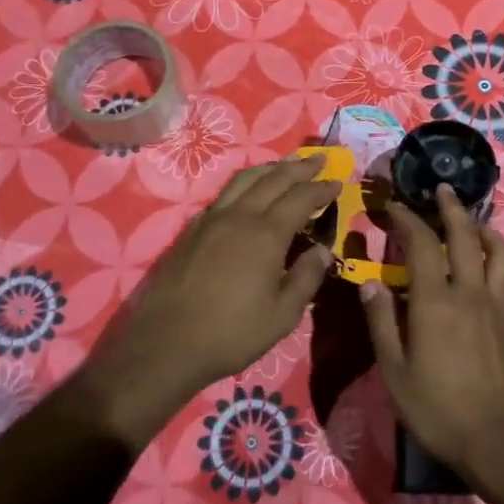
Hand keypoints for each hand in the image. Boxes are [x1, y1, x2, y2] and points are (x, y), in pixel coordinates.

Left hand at [78, 157, 337, 444]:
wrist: (165, 343)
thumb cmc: (231, 333)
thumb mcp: (282, 315)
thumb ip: (306, 278)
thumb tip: (323, 251)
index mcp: (266, 234)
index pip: (301, 198)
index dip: (321, 188)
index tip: (338, 181)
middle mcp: (239, 216)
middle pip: (274, 179)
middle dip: (300, 167)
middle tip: (320, 159)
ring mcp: (211, 219)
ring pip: (245, 179)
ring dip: (271, 168)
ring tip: (286, 165)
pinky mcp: (191, 229)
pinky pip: (224, 194)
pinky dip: (244, 184)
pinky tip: (248, 192)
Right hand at [360, 184, 503, 479]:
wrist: (495, 440)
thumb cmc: (436, 408)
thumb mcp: (394, 370)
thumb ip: (381, 322)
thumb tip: (369, 283)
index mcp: (435, 301)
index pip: (422, 244)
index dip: (408, 220)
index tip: (395, 207)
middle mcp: (469, 293)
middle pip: (466, 236)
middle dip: (452, 208)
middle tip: (441, 190)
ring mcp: (495, 307)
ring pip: (499, 253)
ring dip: (485, 230)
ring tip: (472, 223)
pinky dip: (500, 266)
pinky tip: (489, 271)